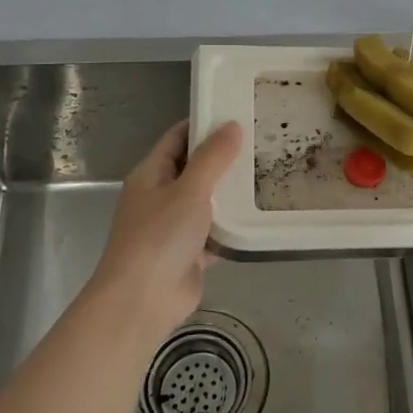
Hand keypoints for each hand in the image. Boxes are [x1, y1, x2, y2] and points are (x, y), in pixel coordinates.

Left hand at [88, 120, 241, 344]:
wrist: (143, 300)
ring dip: (231, 192)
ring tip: (269, 172)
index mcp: (151, 174)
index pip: (178, 137)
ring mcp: (174, 226)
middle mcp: (160, 196)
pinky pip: (215, 231)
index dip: (204, 123)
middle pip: (194, 168)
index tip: (237, 112)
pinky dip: (233, 225)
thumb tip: (232, 125)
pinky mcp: (190, 253)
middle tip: (262, 141)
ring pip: (207, 201)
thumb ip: (213, 157)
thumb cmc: (160, 237)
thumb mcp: (190, 189)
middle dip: (224, 157)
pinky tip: (261, 214)